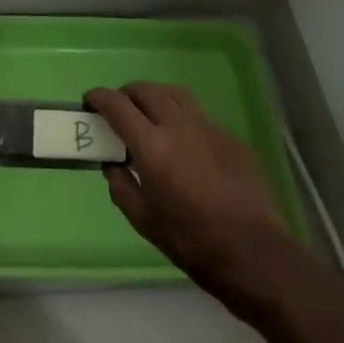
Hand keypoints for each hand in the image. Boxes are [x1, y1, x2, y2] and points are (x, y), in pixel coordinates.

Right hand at [85, 82, 311, 312]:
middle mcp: (177, 124)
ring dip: (155, 96)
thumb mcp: (143, 221)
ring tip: (150, 114)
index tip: (90, 101)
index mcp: (151, 144)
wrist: (253, 252)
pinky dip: (182, 117)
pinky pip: (198, 114)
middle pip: (145, 90)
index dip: (99, 97)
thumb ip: (121, 186)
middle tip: (118, 109)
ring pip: (174, 93)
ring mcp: (207, 126)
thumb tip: (112, 165)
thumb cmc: (191, 240)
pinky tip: (184, 143)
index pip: (117, 105)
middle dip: (126, 93)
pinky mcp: (229, 136)